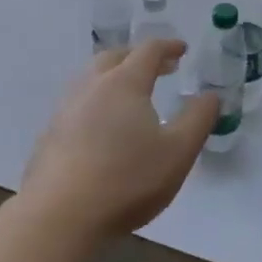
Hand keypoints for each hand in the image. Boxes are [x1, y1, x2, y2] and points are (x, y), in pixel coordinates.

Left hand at [20, 40, 218, 240]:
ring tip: (130, 94)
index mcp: (124, 83)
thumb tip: (211, 95)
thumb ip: (198, 119)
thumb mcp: (178, 152)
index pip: (148, 51)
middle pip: (114, 57)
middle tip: (159, 68)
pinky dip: (96, 101)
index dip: (168, 47)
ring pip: (91, 78)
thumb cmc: (127, 179)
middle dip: (138, 57)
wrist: (61, 215)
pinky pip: (78, 103)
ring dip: (114, 76)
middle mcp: (92, 86)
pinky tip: (102, 126)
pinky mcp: (50, 133)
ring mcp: (66, 108)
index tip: (182, 49)